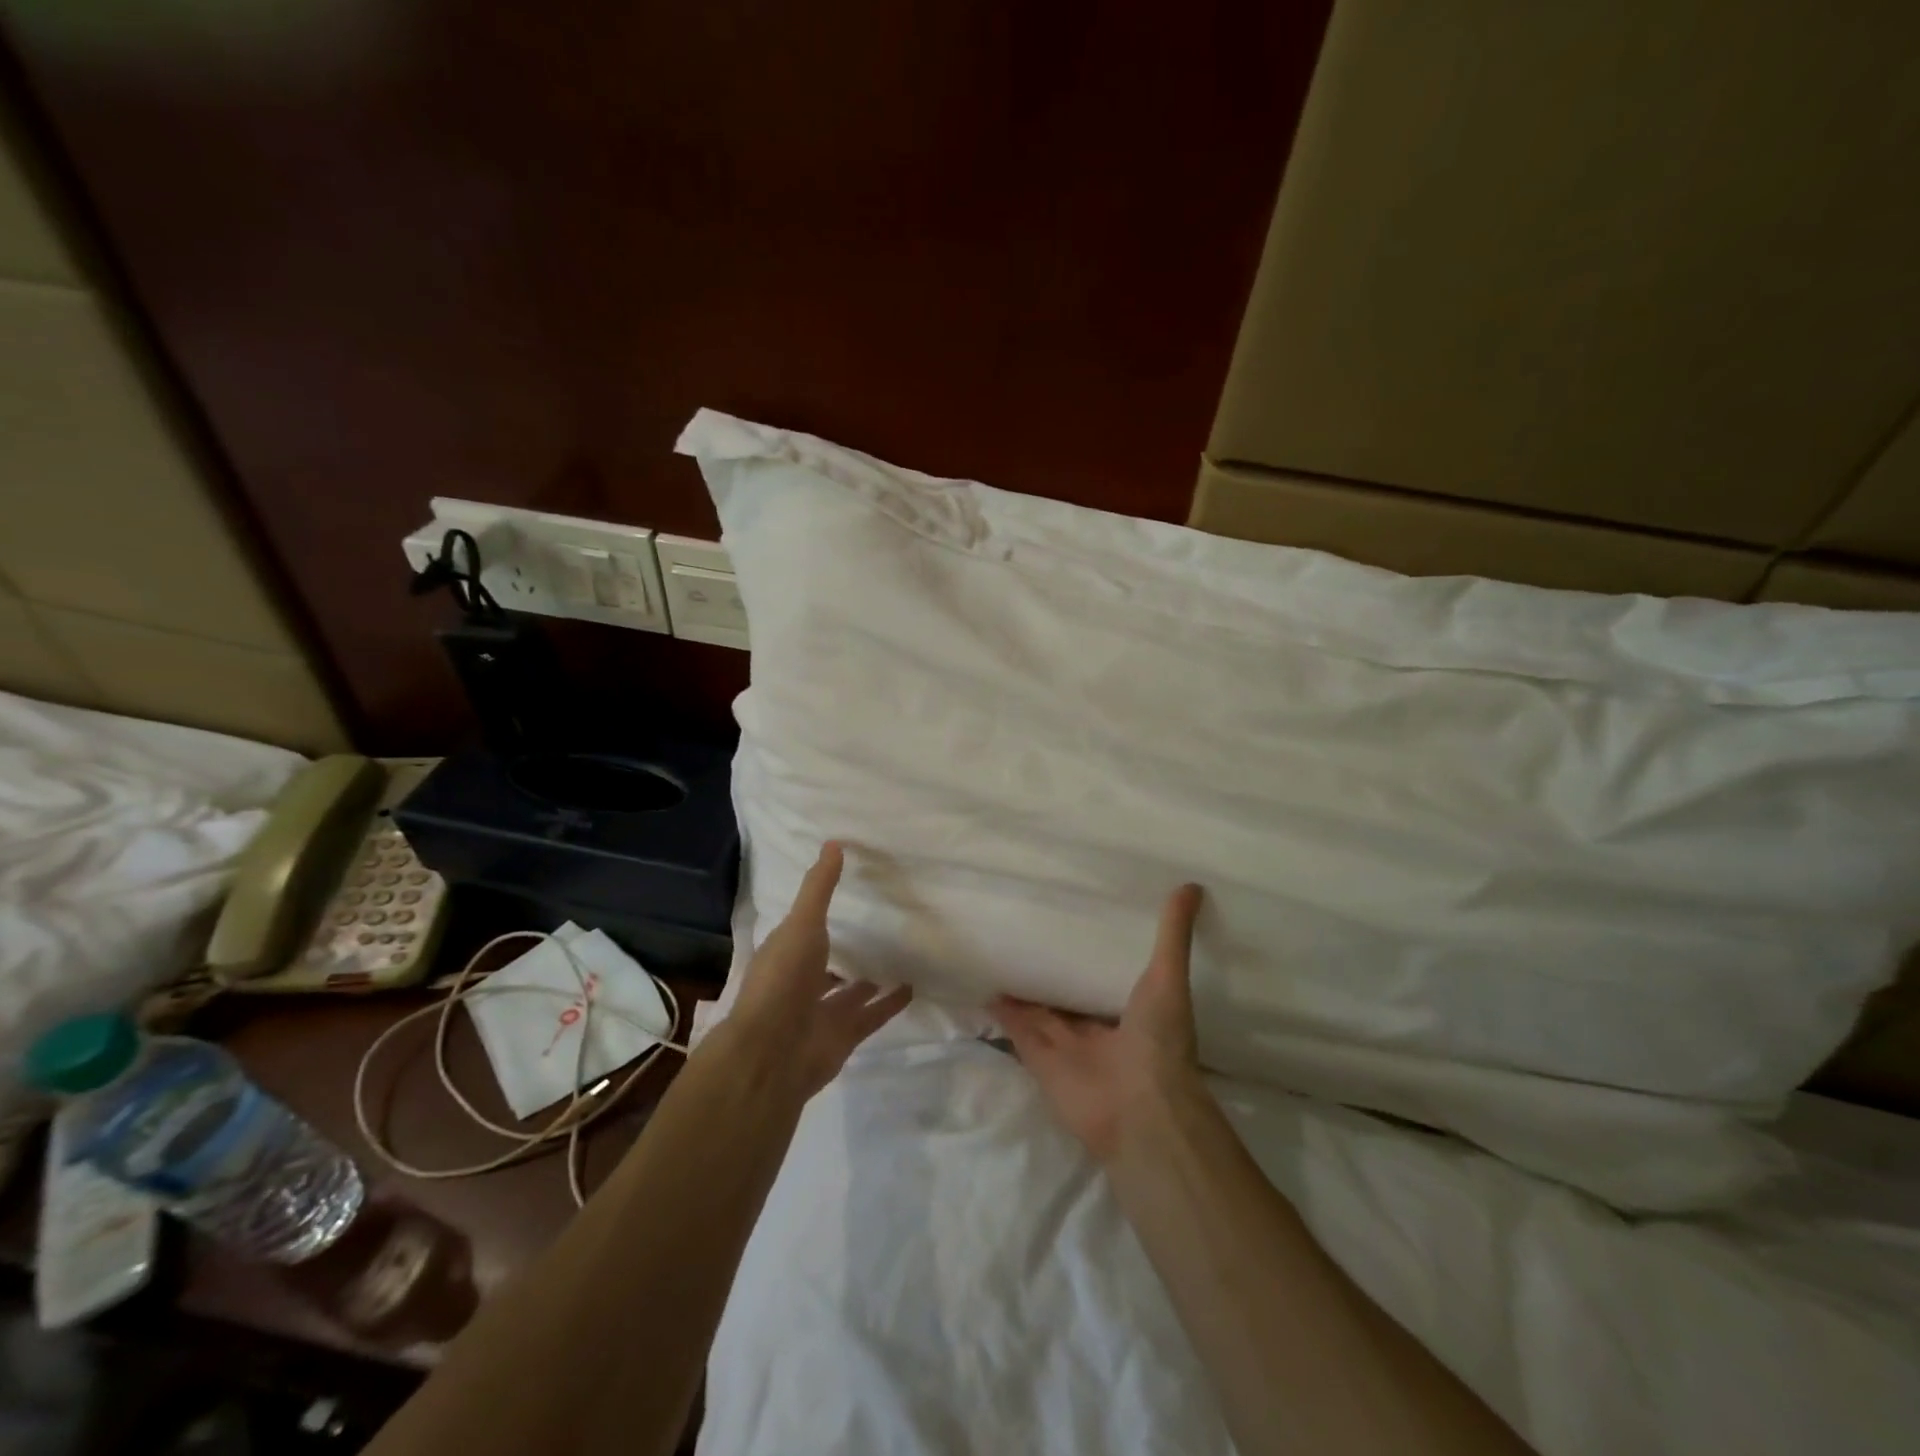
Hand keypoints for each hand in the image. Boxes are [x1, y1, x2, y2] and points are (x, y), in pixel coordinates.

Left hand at [723, 841, 911, 1098]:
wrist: (774, 1053)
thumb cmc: (783, 980)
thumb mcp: (802, 924)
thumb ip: (819, 888)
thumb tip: (833, 843)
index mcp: (784, 954)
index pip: (802, 931)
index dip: (818, 916)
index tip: (843, 898)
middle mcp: (801, 983)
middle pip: (826, 963)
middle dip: (844, 951)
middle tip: (876, 929)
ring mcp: (821, 1012)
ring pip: (849, 992)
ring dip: (867, 980)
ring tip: (897, 957)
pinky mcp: (844, 1036)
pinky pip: (872, 1014)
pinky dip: (890, 1003)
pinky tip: (912, 987)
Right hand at [993, 884, 1204, 1161]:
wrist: (1138, 1110)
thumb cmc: (1160, 1042)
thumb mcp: (1168, 978)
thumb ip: (1173, 935)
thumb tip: (1192, 885)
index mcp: (1130, 1012)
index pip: (1105, 978)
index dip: (1091, 955)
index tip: (1075, 923)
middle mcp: (1097, 1029)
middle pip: (1068, 997)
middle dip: (1053, 973)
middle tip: (1030, 933)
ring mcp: (1066, 1046)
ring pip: (1039, 1012)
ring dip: (1024, 990)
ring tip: (1002, 953)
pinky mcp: (1039, 1059)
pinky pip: (1017, 1031)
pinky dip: (1003, 1012)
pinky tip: (987, 986)